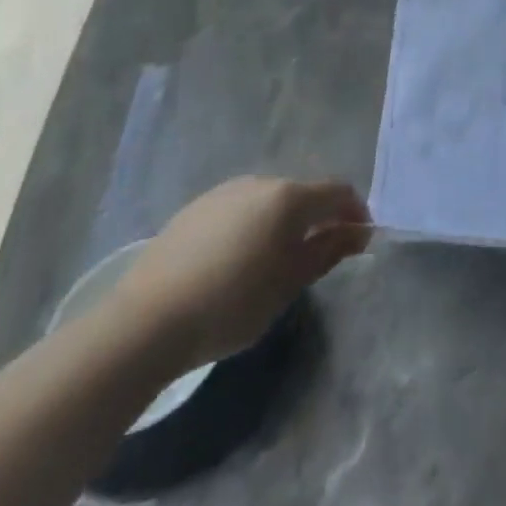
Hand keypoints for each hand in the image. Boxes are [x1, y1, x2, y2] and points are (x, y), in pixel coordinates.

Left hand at [109, 177, 370, 369]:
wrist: (145, 323)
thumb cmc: (233, 303)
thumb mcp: (291, 282)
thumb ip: (328, 251)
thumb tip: (358, 232)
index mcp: (289, 197)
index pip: (338, 191)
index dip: (355, 212)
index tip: (359, 241)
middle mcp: (259, 183)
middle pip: (303, 194)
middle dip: (318, 218)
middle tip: (319, 255)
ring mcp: (222, 193)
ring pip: (268, 201)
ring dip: (283, 223)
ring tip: (275, 261)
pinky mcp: (193, 211)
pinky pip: (238, 211)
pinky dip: (251, 228)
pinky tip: (236, 262)